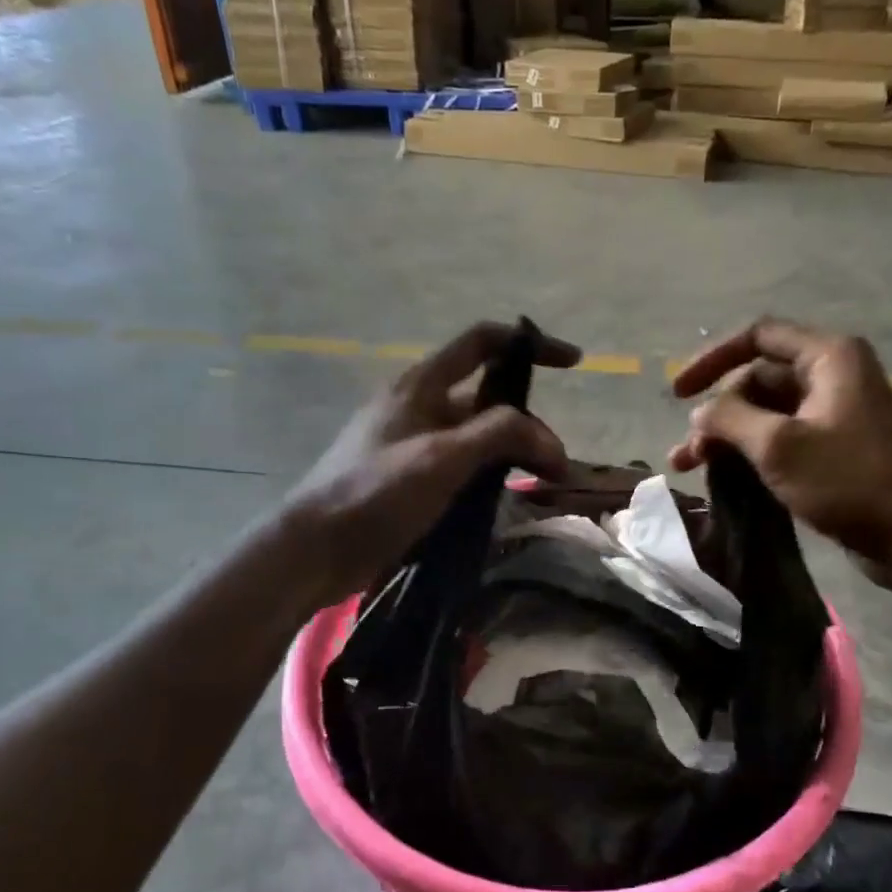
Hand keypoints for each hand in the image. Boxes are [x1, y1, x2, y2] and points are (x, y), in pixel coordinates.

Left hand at [284, 322, 579, 601]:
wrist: (317, 547)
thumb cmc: (376, 492)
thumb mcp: (442, 458)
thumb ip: (499, 435)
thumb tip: (549, 440)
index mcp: (422, 385)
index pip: (483, 343)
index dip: (529, 344)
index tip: (573, 362)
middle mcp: (420, 407)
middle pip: (489, 398)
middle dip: (529, 423)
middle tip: (555, 464)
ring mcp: (415, 444)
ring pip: (479, 437)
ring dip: (513, 453)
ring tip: (540, 485)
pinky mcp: (412, 479)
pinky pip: (463, 466)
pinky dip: (491, 476)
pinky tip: (506, 501)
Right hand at [668, 317, 891, 589]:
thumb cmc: (848, 480)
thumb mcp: (778, 445)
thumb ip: (729, 419)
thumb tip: (700, 412)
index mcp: (828, 356)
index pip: (757, 337)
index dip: (711, 359)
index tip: (678, 393)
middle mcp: (831, 375)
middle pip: (757, 380)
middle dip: (717, 413)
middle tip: (688, 454)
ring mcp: (832, 413)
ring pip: (764, 413)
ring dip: (726, 436)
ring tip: (690, 467)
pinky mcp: (831, 448)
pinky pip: (779, 438)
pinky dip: (749, 452)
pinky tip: (722, 476)